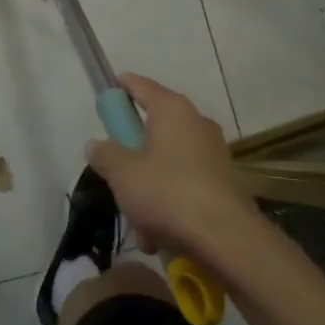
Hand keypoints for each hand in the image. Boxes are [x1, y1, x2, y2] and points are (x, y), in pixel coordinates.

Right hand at [87, 74, 250, 256]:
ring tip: (137, 220)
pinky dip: (169, 202)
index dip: (121, 87)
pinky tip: (158, 235)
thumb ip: (105, 154)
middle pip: (154, 127)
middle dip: (132, 152)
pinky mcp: (224, 182)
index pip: (141, 85)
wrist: (227, 238)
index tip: (106, 94)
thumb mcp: (122, 174)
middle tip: (115, 172)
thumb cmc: (167, 193)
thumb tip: (97, 145)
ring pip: (168, 161)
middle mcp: (196, 123)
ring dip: (149, 186)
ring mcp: (214, 153)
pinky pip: (185, 184)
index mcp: (172, 110)